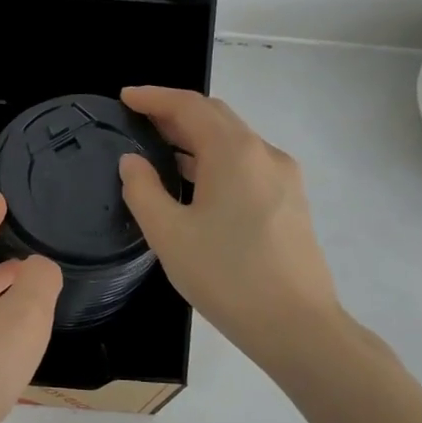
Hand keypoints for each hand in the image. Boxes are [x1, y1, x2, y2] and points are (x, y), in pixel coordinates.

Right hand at [118, 85, 343, 366]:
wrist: (296, 325)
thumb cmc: (226, 275)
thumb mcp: (169, 234)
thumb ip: (143, 190)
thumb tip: (132, 162)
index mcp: (234, 153)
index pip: (190, 106)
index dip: (154, 97)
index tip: (125, 97)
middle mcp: (264, 154)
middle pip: (216, 118)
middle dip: (175, 113)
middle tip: (138, 121)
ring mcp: (283, 178)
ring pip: (233, 142)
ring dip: (195, 138)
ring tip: (159, 149)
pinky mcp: (289, 202)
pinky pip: (246, 165)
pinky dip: (214, 160)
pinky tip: (194, 183)